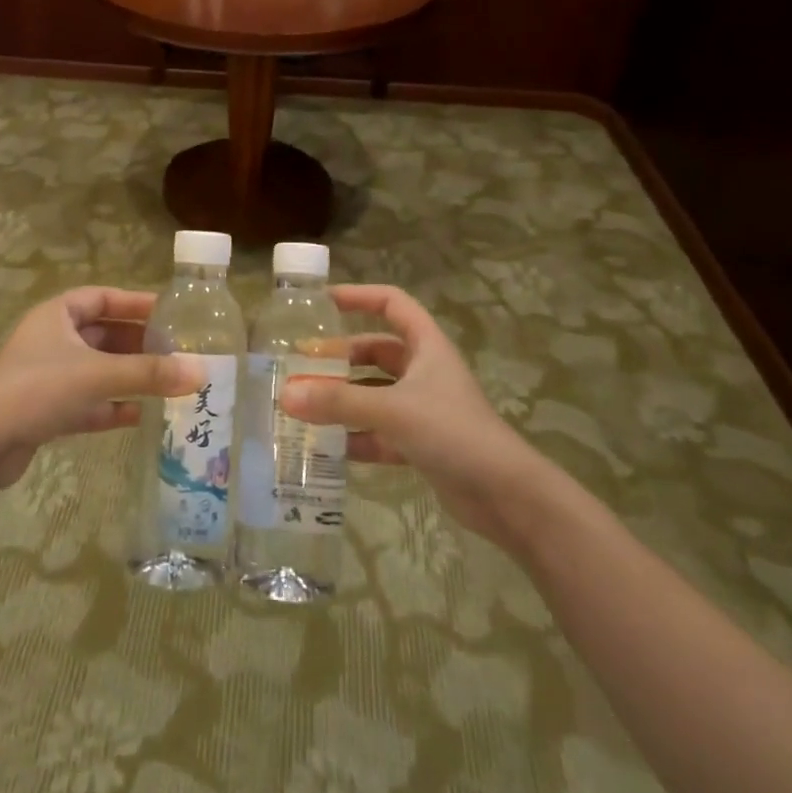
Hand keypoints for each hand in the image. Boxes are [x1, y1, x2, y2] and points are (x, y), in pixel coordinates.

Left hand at [0, 287, 204, 491]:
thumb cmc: (39, 389)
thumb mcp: (98, 375)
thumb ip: (149, 374)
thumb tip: (201, 371)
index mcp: (57, 315)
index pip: (102, 297)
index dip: (135, 303)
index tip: (169, 311)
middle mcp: (52, 340)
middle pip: (103, 334)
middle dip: (138, 343)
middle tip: (176, 351)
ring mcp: (47, 376)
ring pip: (97, 369)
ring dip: (128, 376)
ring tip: (167, 382)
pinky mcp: (45, 410)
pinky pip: (87, 401)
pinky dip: (111, 406)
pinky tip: (140, 416)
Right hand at [279, 284, 555, 546]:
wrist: (506, 496)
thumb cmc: (453, 432)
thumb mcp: (392, 410)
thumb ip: (338, 402)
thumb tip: (285, 395)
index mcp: (426, 346)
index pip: (391, 303)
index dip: (358, 296)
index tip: (321, 303)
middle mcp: (424, 372)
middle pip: (375, 352)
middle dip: (340, 358)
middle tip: (301, 366)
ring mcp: (423, 409)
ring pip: (374, 394)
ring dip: (343, 399)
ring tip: (304, 406)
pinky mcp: (421, 444)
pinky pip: (379, 432)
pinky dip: (355, 436)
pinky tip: (327, 447)